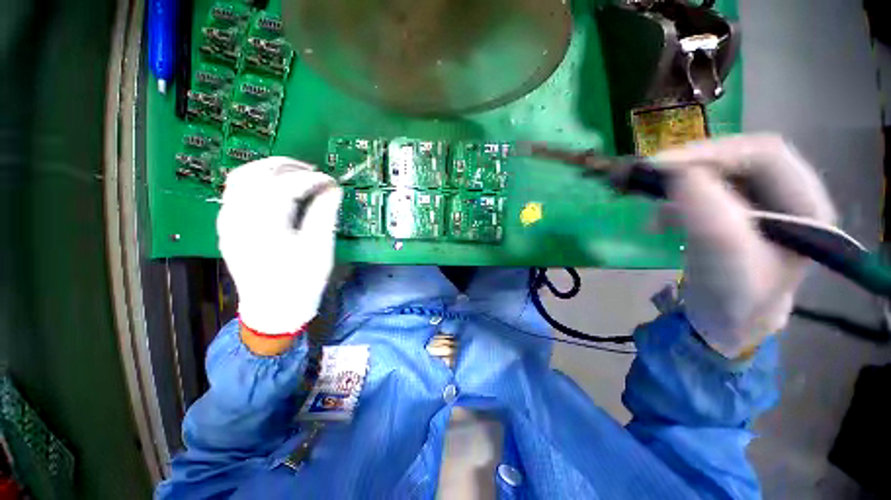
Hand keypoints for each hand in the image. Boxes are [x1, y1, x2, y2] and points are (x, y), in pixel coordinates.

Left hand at [217, 157, 341, 335]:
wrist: (273, 310)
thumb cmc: (301, 283)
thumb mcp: (319, 250)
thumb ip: (325, 215)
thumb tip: (333, 189)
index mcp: (263, 228)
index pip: (284, 187)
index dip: (311, 179)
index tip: (331, 181)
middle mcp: (238, 219)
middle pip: (255, 174)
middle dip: (287, 166)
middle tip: (314, 171)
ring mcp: (227, 222)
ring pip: (241, 177)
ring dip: (269, 169)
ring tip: (296, 173)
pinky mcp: (228, 226)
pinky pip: (237, 191)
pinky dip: (258, 180)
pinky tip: (277, 187)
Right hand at [658, 135, 836, 357]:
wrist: (724, 322)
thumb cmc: (733, 297)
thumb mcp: (724, 254)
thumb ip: (707, 208)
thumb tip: (675, 170)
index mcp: (806, 204)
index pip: (765, 153)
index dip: (713, 152)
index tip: (661, 166)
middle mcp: (787, 195)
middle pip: (739, 159)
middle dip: (692, 166)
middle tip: (650, 177)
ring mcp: (760, 204)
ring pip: (718, 174)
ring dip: (680, 186)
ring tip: (654, 210)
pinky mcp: (733, 213)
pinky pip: (703, 192)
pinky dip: (676, 201)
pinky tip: (661, 221)